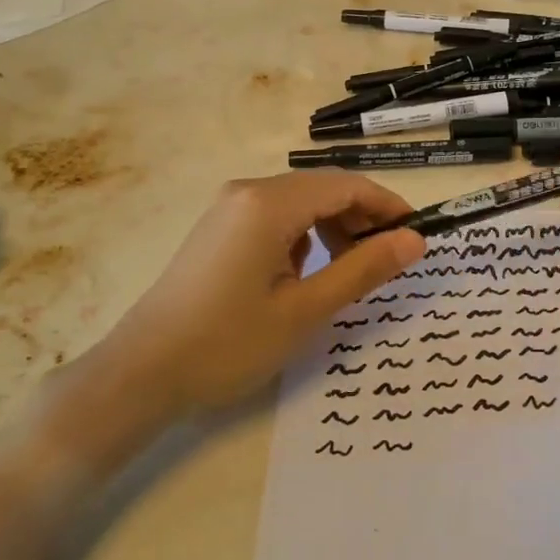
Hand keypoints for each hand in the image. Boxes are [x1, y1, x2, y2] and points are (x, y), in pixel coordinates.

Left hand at [97, 170, 425, 413]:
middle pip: (322, 189)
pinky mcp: (218, 229)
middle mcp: (247, 192)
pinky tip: (301, 275)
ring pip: (299, 203)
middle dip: (361, 218)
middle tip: (387, 260)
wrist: (141, 373)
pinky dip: (302, 237)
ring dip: (332, 227)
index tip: (418, 234)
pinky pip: (275, 218)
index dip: (388, 206)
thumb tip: (415, 240)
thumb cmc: (229, 343)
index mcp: (270, 203)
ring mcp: (227, 209)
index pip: (347, 186)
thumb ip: (364, 269)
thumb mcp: (306, 310)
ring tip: (348, 270)